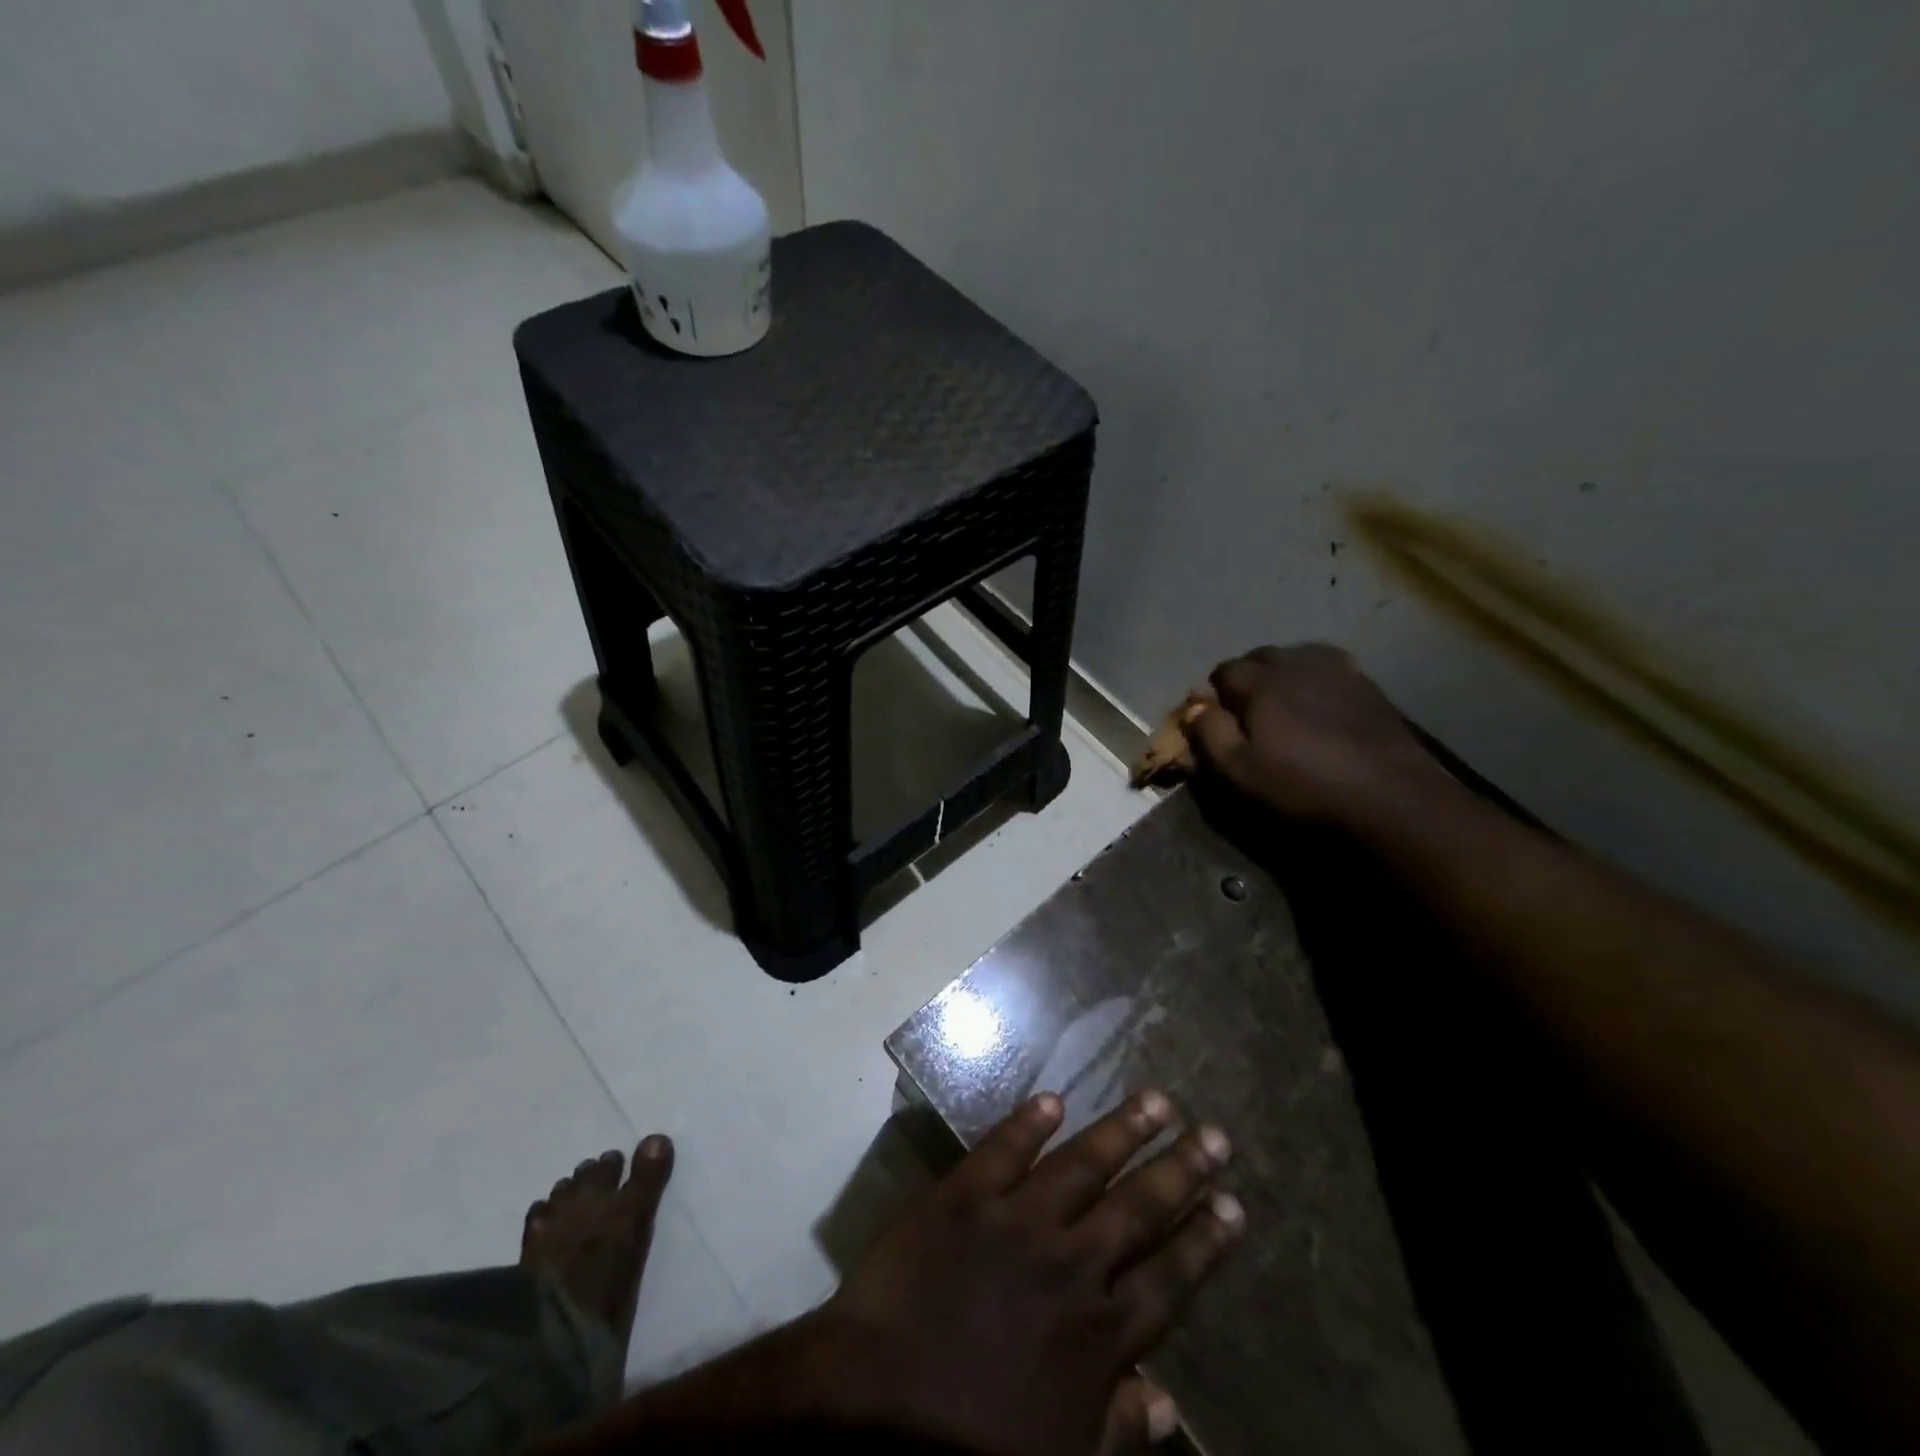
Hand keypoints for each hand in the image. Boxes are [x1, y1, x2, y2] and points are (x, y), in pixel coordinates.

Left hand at [812, 1090, 1242, 1455]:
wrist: (874, 1408)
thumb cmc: (968, 1443)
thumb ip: (1114, 1429)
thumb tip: (1167, 1402)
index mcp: (1095, 1333)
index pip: (1167, 1277)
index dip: (1203, 1240)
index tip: (1233, 1205)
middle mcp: (1068, 1265)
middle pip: (1137, 1208)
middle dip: (1180, 1171)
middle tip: (1215, 1135)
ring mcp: (1015, 1221)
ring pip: (1082, 1165)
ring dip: (1122, 1130)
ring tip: (1158, 1100)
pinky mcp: (963, 1196)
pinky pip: (1003, 1149)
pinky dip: (1029, 1122)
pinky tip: (1053, 1100)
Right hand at [1190, 644, 1445, 824]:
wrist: (1392, 798)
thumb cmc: (1303, 786)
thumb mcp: (1239, 771)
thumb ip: (1209, 733)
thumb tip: (1193, 706)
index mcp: (1261, 682)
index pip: (1223, 671)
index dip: (1213, 695)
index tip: (1214, 722)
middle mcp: (1297, 663)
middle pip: (1260, 658)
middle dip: (1247, 680)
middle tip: (1247, 716)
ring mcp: (1338, 670)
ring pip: (1296, 658)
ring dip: (1282, 676)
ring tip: (1284, 708)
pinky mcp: (1368, 685)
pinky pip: (1329, 670)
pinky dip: (1314, 681)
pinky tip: (1321, 708)